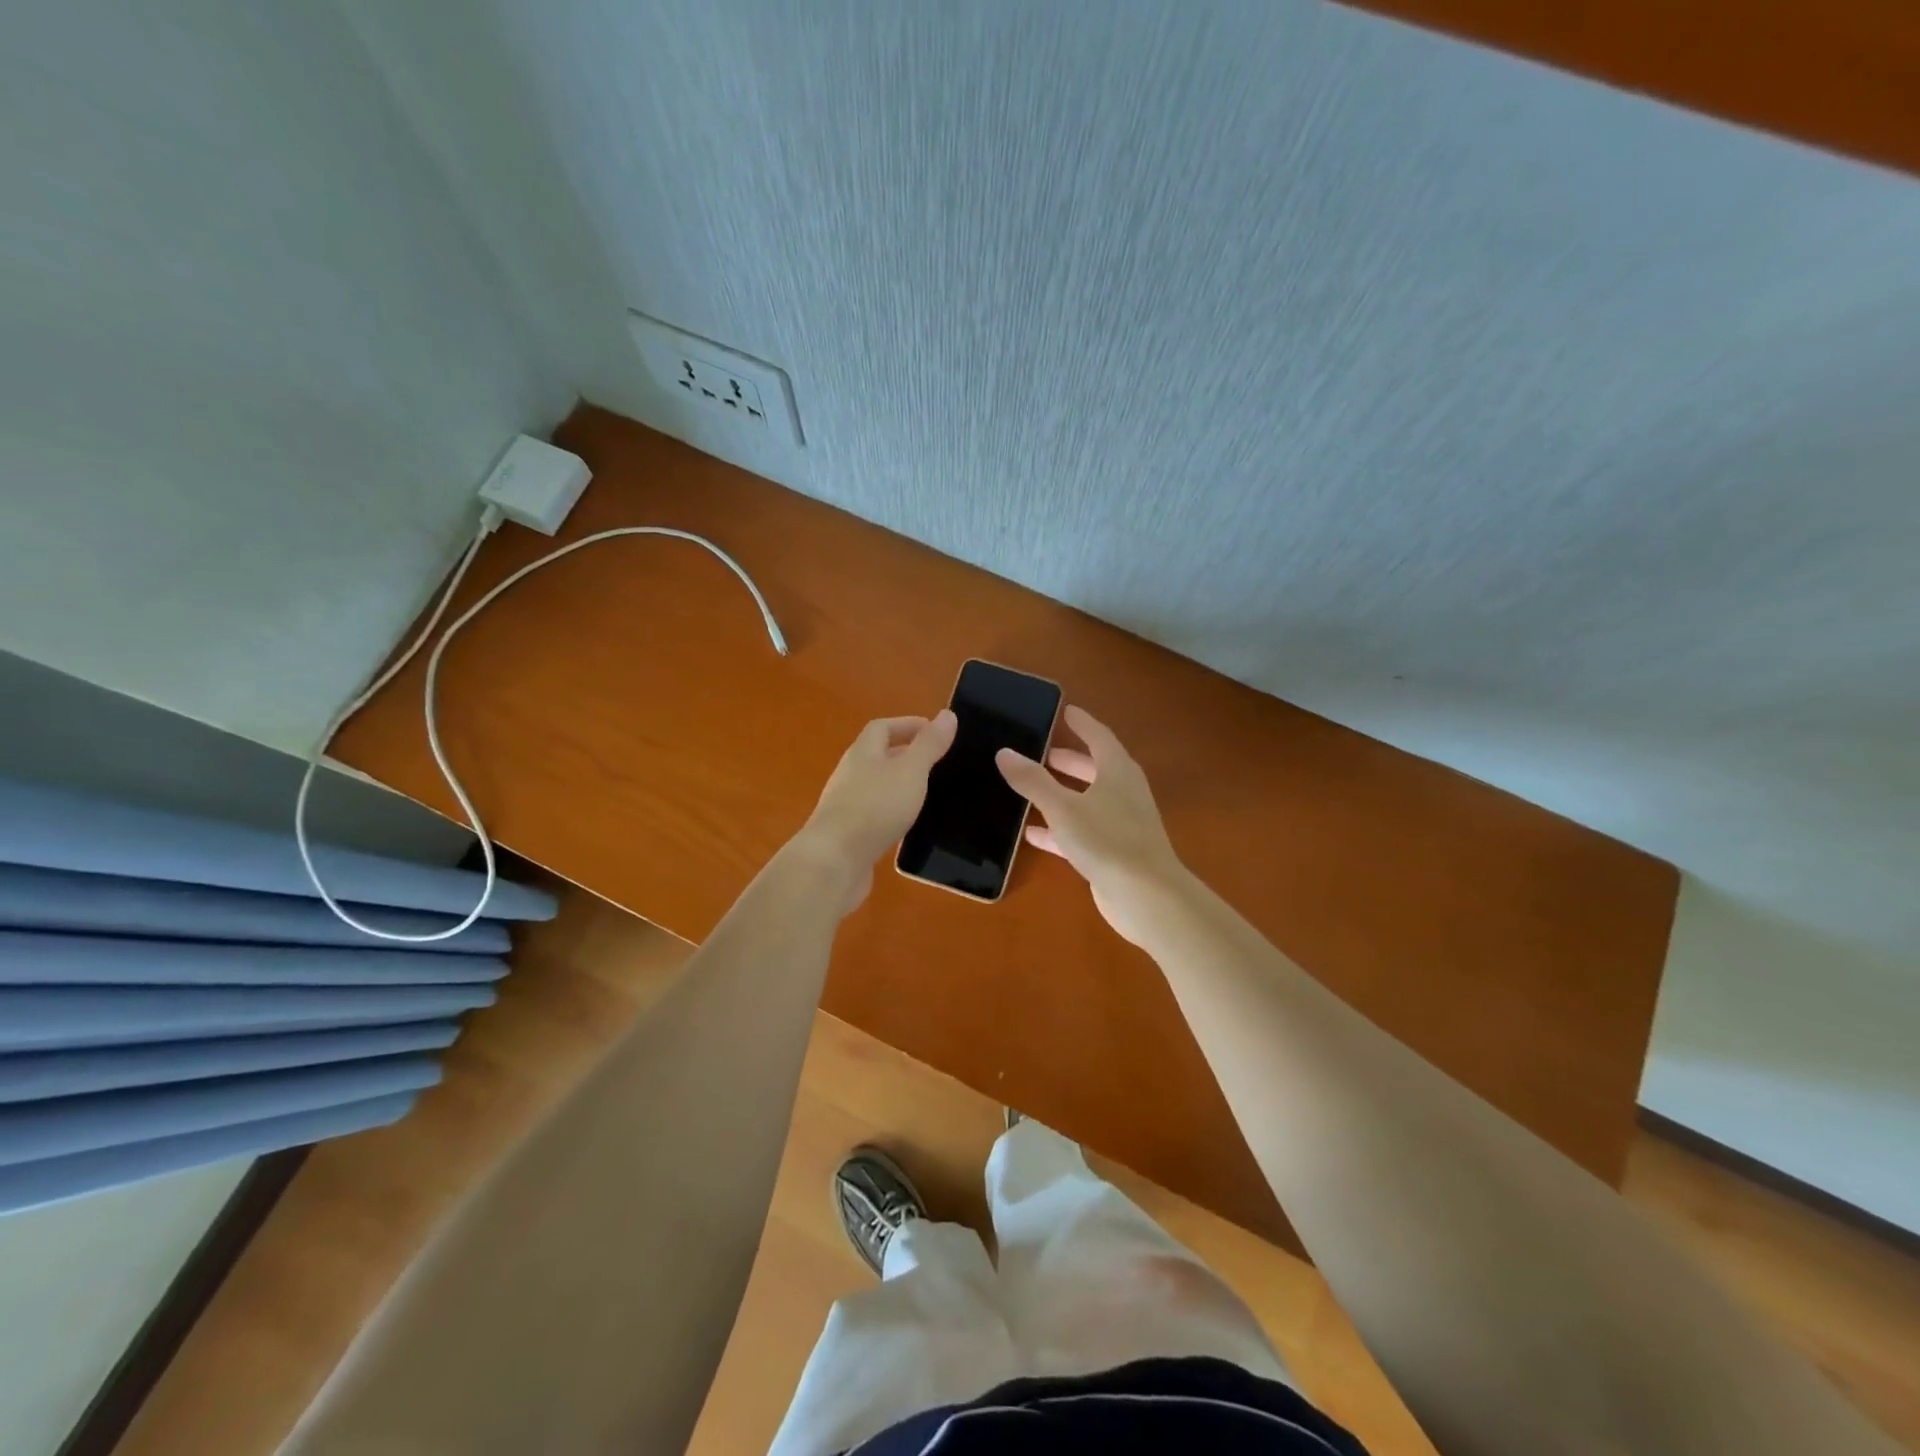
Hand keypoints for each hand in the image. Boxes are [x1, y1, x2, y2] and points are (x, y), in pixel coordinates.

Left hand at [795, 710, 956, 913]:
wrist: (834, 861)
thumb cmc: (875, 807)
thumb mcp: (911, 771)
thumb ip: (929, 745)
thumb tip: (947, 714)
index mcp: (863, 753)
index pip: (882, 727)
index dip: (908, 725)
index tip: (936, 732)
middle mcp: (850, 774)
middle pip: (877, 756)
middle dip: (905, 755)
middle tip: (937, 763)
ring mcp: (846, 805)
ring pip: (876, 786)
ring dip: (899, 785)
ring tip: (927, 793)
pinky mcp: (848, 834)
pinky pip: (873, 814)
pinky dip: (892, 812)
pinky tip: (907, 825)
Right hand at [996, 706, 1185, 945]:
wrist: (1146, 896)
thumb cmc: (1106, 841)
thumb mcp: (1062, 807)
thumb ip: (1032, 780)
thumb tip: (1004, 752)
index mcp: (1117, 771)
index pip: (1098, 736)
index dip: (1081, 723)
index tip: (1064, 711)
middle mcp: (1123, 792)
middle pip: (1094, 768)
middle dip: (1068, 760)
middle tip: (1040, 751)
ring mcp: (1121, 823)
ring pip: (1087, 800)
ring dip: (1062, 793)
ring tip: (1031, 787)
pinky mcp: (1113, 852)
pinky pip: (1082, 831)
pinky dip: (1059, 828)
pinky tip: (1032, 833)